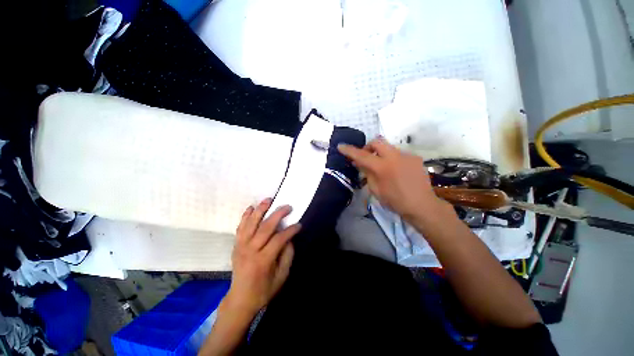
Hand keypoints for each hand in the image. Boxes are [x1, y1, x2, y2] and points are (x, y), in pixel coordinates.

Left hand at [225, 198, 301, 314]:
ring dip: (260, 210)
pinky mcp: (236, 245)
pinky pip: (240, 228)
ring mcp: (241, 246)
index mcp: (263, 260)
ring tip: (268, 199)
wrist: (240, 299)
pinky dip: (245, 216)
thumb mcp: (282, 276)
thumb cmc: (264, 290)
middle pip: (265, 227)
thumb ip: (287, 255)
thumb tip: (289, 238)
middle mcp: (250, 250)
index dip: (290, 230)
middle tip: (288, 206)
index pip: (279, 239)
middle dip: (278, 214)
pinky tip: (251, 208)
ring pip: (251, 224)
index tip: (299, 225)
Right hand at [338, 138, 448, 222]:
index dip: (350, 150)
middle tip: (366, 157)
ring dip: (381, 154)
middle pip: (377, 141)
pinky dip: (392, 159)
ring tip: (382, 167)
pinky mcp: (415, 158)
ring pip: (388, 147)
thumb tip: (359, 163)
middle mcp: (395, 156)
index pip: (362, 155)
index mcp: (383, 167)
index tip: (341, 146)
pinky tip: (395, 171)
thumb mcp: (376, 189)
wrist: (422, 205)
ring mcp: (407, 155)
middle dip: (368, 147)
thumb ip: (367, 173)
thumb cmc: (395, 201)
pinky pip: (398, 154)